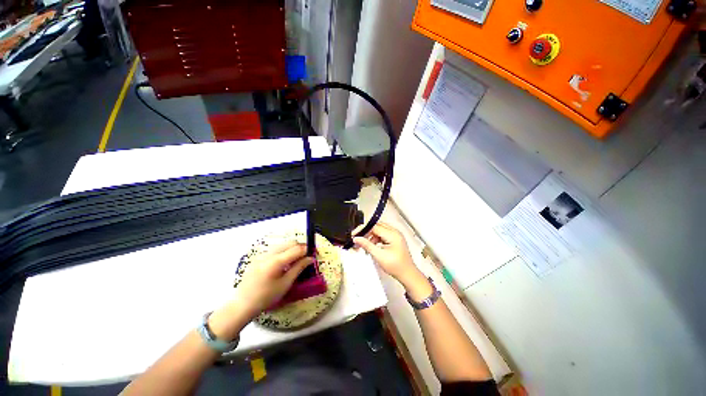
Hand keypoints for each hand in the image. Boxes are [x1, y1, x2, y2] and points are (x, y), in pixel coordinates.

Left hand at [208, 242, 313, 339]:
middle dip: (301, 247)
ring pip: (283, 245)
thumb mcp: (286, 284)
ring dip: (292, 249)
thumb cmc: (266, 297)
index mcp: (276, 261)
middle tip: (307, 257)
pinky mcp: (258, 257)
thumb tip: (310, 258)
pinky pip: (275, 249)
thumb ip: (299, 268)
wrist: (242, 304)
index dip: (307, 249)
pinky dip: (283, 252)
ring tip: (297, 260)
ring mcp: (262, 254)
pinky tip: (284, 263)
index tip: (314, 254)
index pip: (297, 248)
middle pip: (290, 243)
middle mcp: (269, 253)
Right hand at [353, 223, 420, 284]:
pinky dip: (375, 239)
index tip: (354, 235)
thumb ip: (367, 245)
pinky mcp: (394, 239)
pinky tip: (371, 246)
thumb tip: (356, 238)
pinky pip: (382, 235)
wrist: (408, 275)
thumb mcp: (379, 256)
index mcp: (392, 234)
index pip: (374, 226)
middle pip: (377, 226)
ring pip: (379, 230)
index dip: (363, 229)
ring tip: (363, 244)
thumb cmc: (396, 266)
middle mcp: (395, 232)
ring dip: (370, 236)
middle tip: (357, 238)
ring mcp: (395, 235)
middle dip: (366, 232)